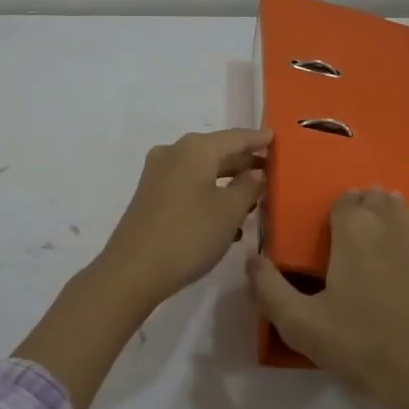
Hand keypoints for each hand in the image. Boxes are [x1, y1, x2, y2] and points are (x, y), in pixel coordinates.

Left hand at [97, 128, 270, 306]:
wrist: (133, 271)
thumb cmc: (189, 235)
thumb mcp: (229, 211)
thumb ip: (248, 187)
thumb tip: (254, 173)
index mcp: (195, 149)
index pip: (236, 137)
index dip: (258, 139)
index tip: (276, 138)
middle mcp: (174, 153)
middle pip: (217, 151)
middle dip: (243, 162)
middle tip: (269, 170)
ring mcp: (158, 174)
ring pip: (202, 170)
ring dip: (227, 182)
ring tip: (253, 198)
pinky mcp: (150, 196)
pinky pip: (188, 185)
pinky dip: (209, 194)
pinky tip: (226, 219)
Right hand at [247, 189, 408, 408]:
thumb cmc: (368, 349)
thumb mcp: (303, 327)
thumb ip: (269, 289)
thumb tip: (252, 260)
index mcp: (357, 228)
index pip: (343, 199)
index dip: (334, 217)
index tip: (328, 243)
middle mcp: (397, 220)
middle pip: (376, 200)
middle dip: (363, 215)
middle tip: (353, 251)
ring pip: (406, 215)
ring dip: (391, 225)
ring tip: (382, 258)